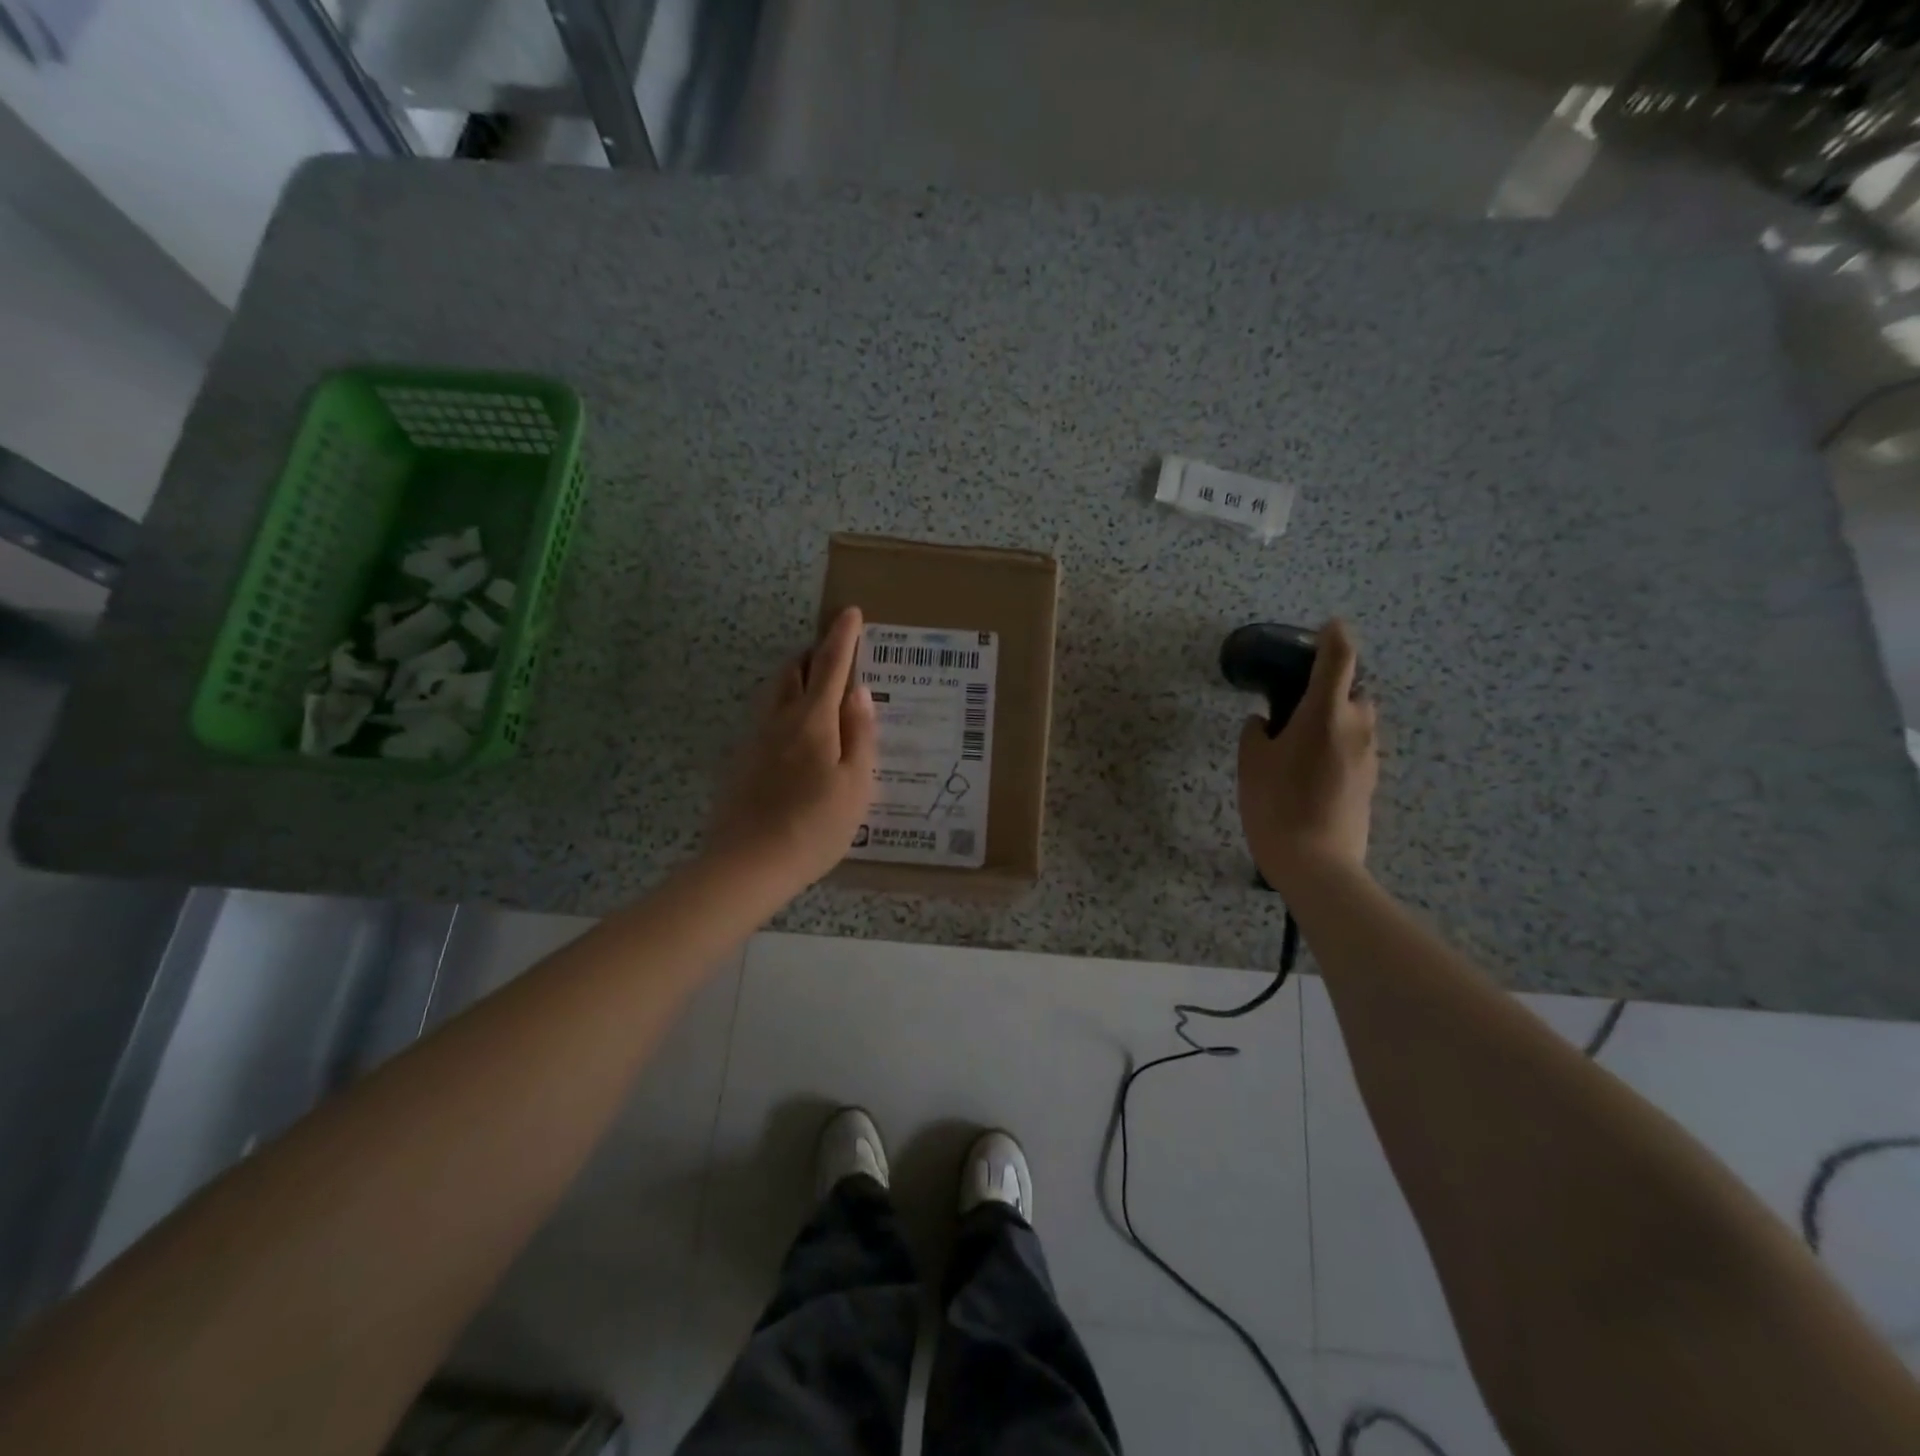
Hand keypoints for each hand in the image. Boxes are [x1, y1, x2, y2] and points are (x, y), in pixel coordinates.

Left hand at [710, 607, 877, 894]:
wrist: (748, 865)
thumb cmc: (814, 826)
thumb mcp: (855, 784)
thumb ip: (859, 734)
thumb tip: (858, 691)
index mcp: (812, 721)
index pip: (830, 666)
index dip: (843, 638)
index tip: (850, 613)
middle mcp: (779, 720)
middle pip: (793, 672)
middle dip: (813, 654)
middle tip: (834, 653)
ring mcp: (755, 741)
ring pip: (775, 694)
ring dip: (795, 679)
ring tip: (815, 687)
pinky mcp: (741, 763)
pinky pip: (766, 719)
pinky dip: (785, 708)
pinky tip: (795, 735)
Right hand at [1237, 618, 1378, 887]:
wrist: (1317, 863)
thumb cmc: (1276, 805)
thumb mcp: (1251, 764)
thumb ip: (1256, 734)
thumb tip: (1265, 724)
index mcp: (1325, 714)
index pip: (1339, 658)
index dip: (1335, 637)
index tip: (1328, 627)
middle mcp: (1355, 728)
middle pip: (1356, 691)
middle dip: (1335, 686)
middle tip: (1302, 699)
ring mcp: (1368, 757)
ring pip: (1359, 722)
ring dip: (1339, 718)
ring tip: (1305, 738)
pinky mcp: (1370, 782)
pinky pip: (1357, 749)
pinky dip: (1340, 745)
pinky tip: (1313, 768)